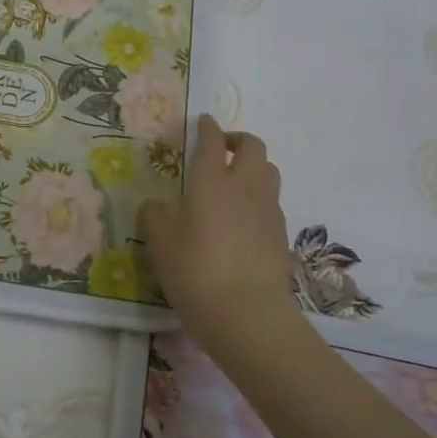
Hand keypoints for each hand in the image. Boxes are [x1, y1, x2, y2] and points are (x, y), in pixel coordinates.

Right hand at [140, 116, 295, 352]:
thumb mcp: (159, 244)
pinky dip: (259, 199)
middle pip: (253, 146)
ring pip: (269, 171)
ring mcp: (268, 210)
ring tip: (235, 181)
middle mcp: (244, 186)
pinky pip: (272, 202)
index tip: (203, 122)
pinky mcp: (282, 234)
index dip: (207, 127)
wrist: (248, 315)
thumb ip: (154, 216)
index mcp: (211, 180)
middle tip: (221, 149)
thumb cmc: (195, 271)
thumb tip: (155, 205)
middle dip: (237, 140)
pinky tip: (243, 219)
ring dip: (254, 166)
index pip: (212, 140)